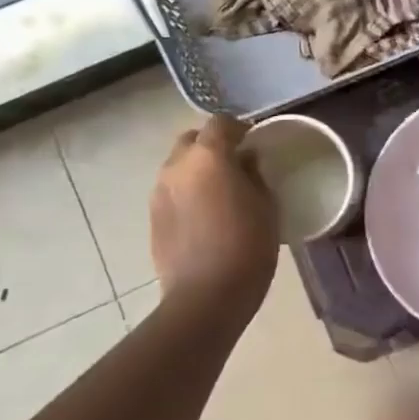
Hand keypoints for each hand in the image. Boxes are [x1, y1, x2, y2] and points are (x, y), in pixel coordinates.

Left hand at [150, 115, 278, 312]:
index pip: (221, 123)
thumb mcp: (266, 206)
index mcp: (208, 156)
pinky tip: (205, 215)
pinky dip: (187, 192)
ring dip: (197, 170)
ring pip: (179, 166)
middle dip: (212, 145)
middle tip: (235, 165)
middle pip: (193, 140)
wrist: (205, 296)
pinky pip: (172, 191)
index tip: (254, 142)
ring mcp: (159, 192)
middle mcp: (177, 166)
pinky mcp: (152, 217)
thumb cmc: (247, 246)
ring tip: (219, 192)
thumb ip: (254, 174)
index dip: (239, 128)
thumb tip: (245, 160)